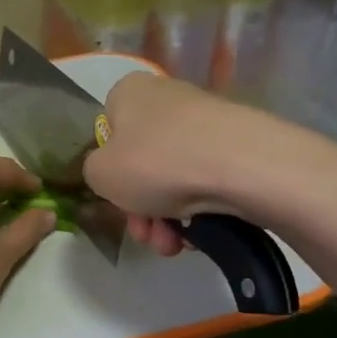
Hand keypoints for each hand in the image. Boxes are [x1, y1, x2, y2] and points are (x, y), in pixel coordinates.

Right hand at [83, 74, 262, 256]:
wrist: (243, 166)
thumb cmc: (157, 163)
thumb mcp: (99, 173)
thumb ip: (93, 171)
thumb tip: (112, 172)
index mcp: (129, 93)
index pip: (107, 131)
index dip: (109, 170)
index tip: (116, 197)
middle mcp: (166, 99)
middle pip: (141, 162)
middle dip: (139, 208)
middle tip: (146, 234)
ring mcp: (205, 122)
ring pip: (171, 178)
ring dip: (165, 218)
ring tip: (173, 245)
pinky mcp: (236, 145)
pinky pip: (204, 182)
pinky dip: (197, 210)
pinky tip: (199, 234)